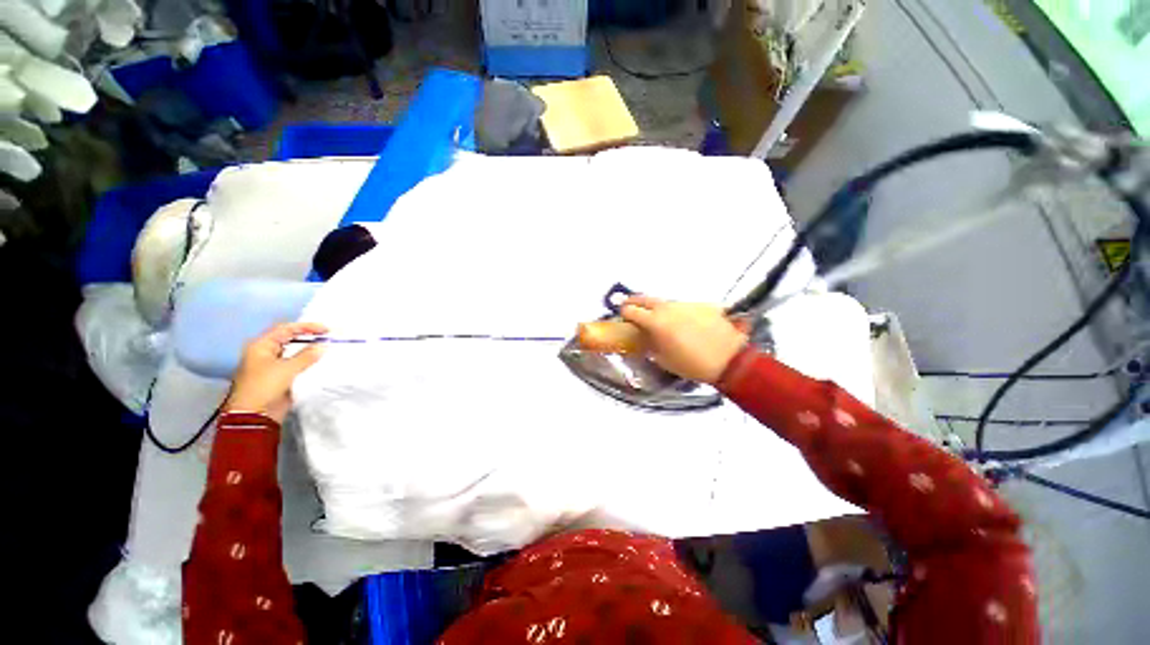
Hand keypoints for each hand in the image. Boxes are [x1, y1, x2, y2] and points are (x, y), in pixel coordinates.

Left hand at [223, 322, 327, 422]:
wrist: (254, 414)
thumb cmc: (265, 386)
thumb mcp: (287, 368)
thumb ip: (307, 355)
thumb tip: (323, 345)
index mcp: (261, 345)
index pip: (286, 329)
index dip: (307, 327)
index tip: (327, 330)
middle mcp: (264, 352)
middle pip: (288, 338)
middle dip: (307, 336)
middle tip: (327, 337)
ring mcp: (270, 364)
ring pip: (292, 350)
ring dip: (307, 348)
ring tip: (325, 347)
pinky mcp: (278, 376)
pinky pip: (294, 362)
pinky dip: (306, 360)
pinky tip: (317, 360)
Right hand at [620, 296, 746, 384]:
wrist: (729, 360)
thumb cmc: (691, 364)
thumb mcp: (663, 360)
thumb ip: (650, 346)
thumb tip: (645, 339)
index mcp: (655, 322)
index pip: (631, 311)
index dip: (624, 313)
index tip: (622, 316)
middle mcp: (667, 308)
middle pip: (645, 299)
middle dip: (634, 301)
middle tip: (630, 306)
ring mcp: (685, 304)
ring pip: (665, 302)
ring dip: (658, 308)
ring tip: (660, 318)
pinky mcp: (701, 304)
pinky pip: (684, 306)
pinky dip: (679, 312)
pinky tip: (685, 323)